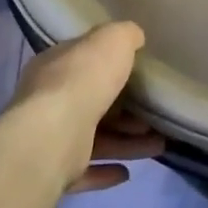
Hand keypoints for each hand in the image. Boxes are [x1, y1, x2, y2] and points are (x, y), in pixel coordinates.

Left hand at [8, 22, 165, 193]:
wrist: (54, 135)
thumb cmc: (82, 81)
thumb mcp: (111, 41)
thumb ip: (124, 35)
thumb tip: (134, 36)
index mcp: (54, 67)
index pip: (82, 62)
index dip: (110, 65)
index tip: (140, 72)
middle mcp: (48, 101)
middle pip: (93, 103)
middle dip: (126, 110)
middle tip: (156, 113)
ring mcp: (50, 138)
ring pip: (95, 139)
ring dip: (126, 142)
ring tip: (159, 144)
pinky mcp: (55, 171)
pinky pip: (86, 171)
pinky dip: (106, 171)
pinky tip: (128, 172)